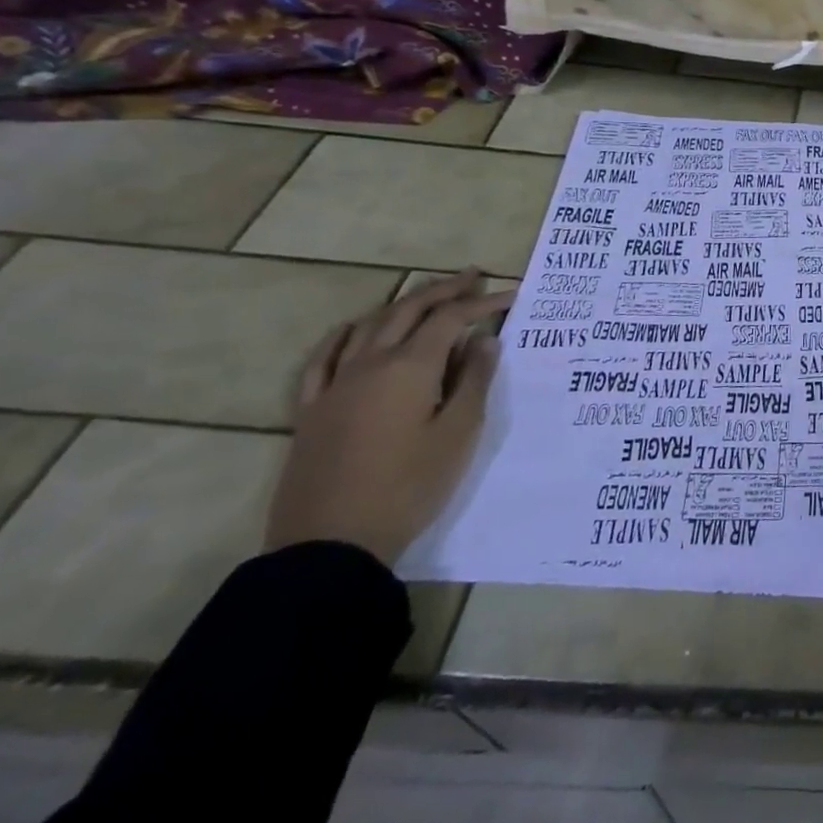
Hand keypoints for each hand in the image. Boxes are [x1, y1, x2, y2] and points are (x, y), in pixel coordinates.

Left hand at [265, 270, 514, 565]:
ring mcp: (335, 386)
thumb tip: (483, 340)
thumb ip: (475, 380)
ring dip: (401, 304)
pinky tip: (354, 329)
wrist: (331, 545)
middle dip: (443, 290)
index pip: (451, 319)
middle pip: (408, 311)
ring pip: (369, 326)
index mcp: (410, 367)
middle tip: (472, 277)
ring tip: (426, 296)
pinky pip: (324, 359)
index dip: (482, 302)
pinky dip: (345, 335)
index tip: (511, 295)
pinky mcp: (312, 411)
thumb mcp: (459, 433)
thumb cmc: (409, 486)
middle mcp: (370, 365)